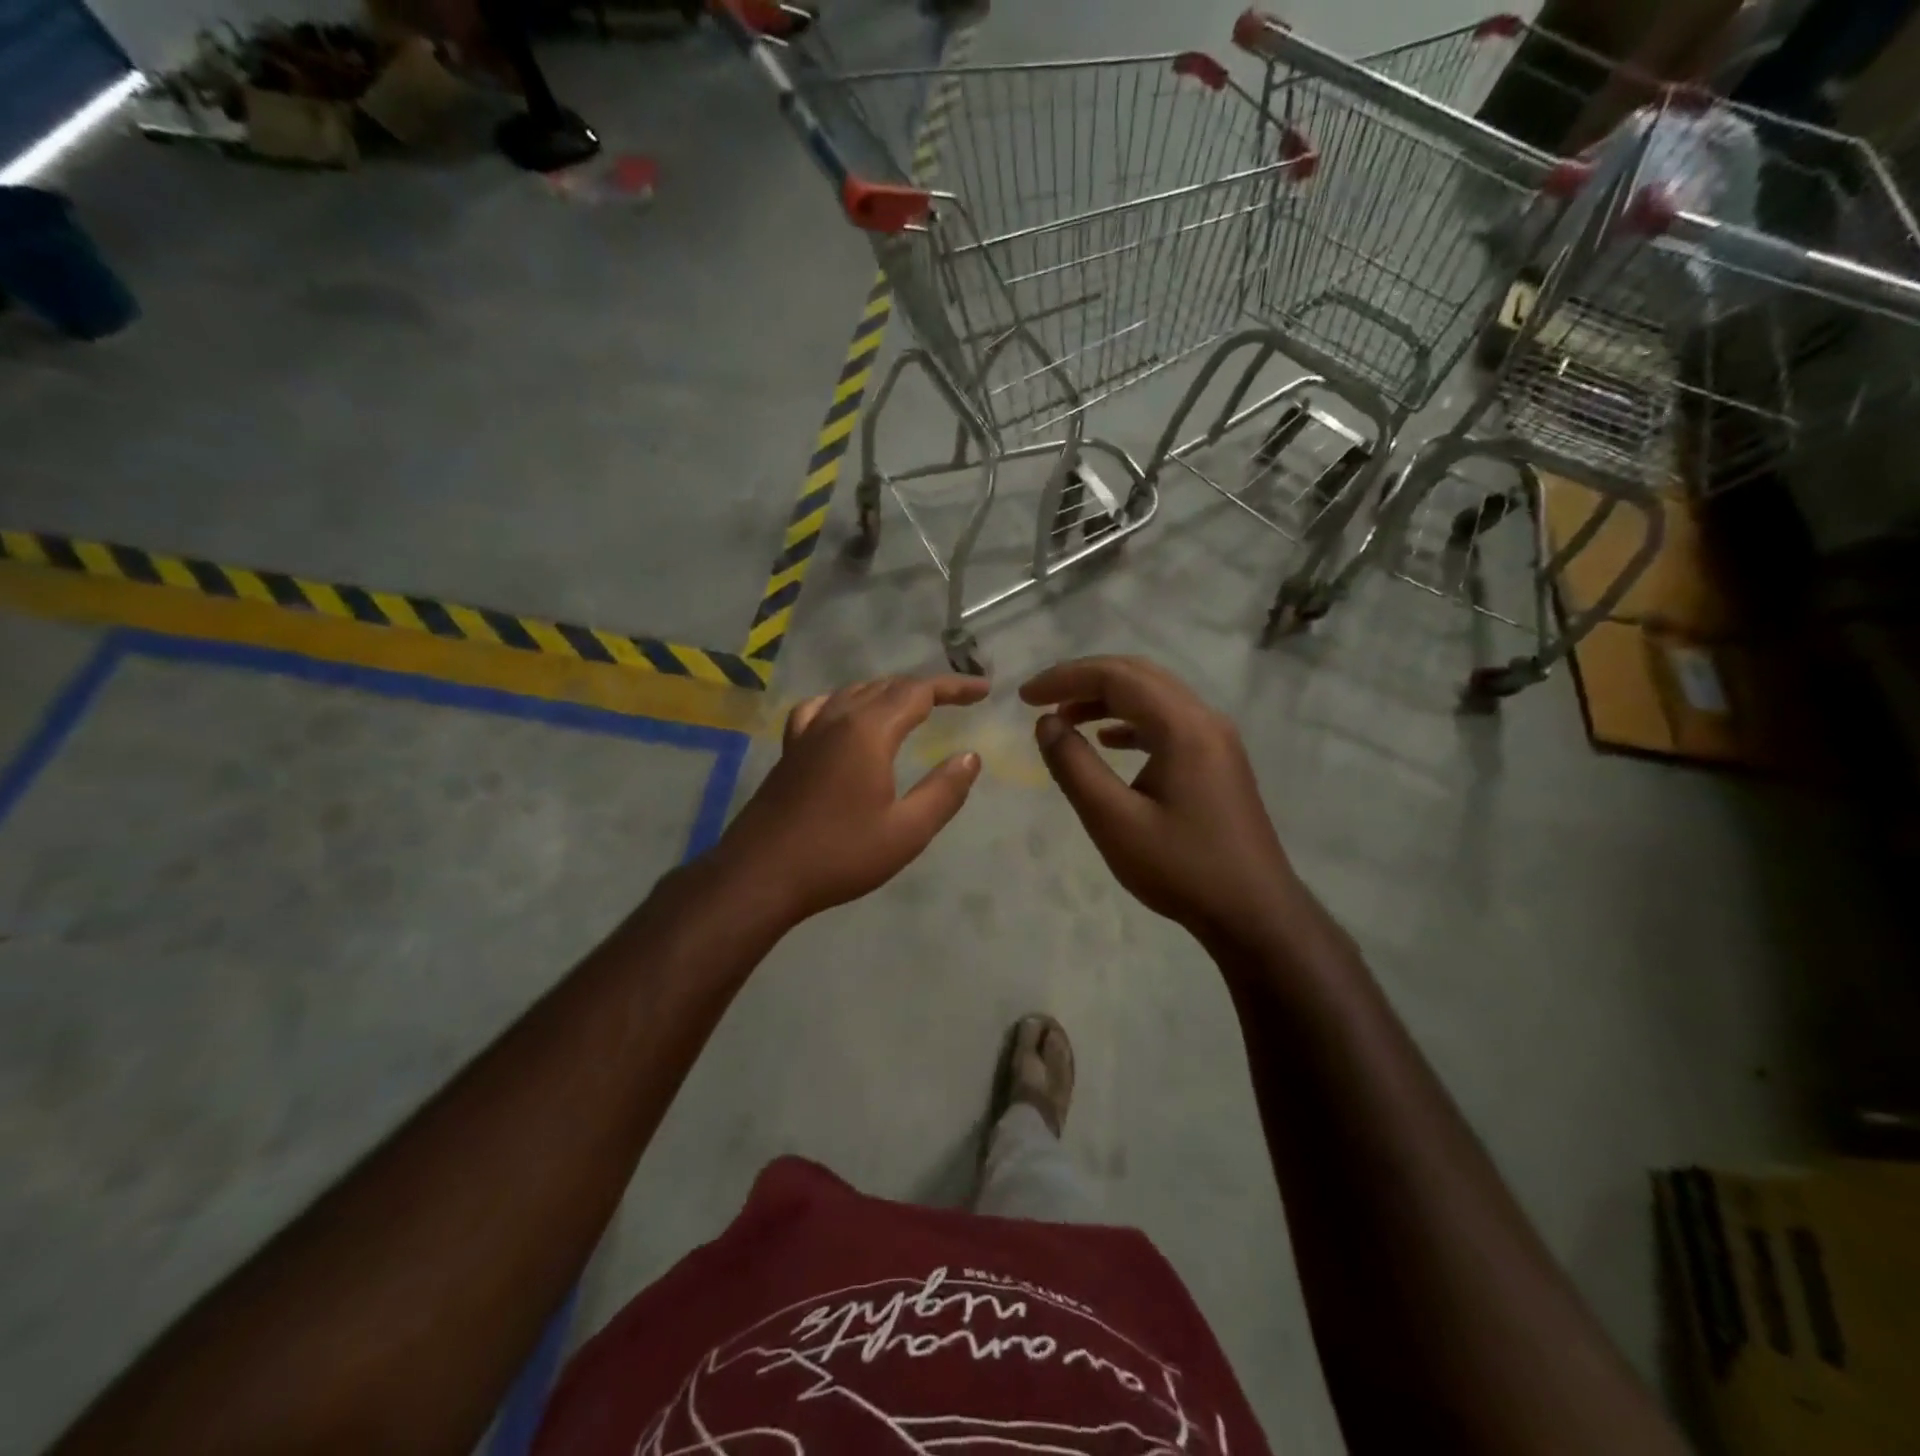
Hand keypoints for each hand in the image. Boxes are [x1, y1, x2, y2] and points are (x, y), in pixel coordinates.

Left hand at [715, 674, 987, 924]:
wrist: (762, 874)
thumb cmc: (839, 854)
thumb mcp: (906, 831)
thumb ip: (944, 791)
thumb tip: (970, 757)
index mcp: (869, 731)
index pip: (919, 692)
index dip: (954, 687)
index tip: (984, 690)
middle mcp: (837, 718)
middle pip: (887, 686)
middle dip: (926, 688)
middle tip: (958, 699)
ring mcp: (808, 732)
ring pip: (854, 692)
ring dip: (889, 692)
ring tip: (913, 706)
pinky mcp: (790, 750)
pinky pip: (820, 708)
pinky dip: (845, 702)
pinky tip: (845, 716)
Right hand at [1021, 657, 1299, 952]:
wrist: (1254, 913)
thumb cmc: (1181, 868)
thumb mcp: (1114, 821)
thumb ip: (1074, 766)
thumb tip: (1046, 723)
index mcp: (1183, 726)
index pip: (1116, 677)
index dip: (1065, 678)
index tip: (1025, 697)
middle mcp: (1204, 719)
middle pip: (1138, 675)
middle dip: (1084, 679)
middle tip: (1040, 698)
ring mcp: (1216, 739)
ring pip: (1154, 696)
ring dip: (1107, 698)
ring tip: (1066, 718)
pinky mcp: (1218, 760)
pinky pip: (1168, 721)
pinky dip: (1131, 721)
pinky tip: (1108, 740)